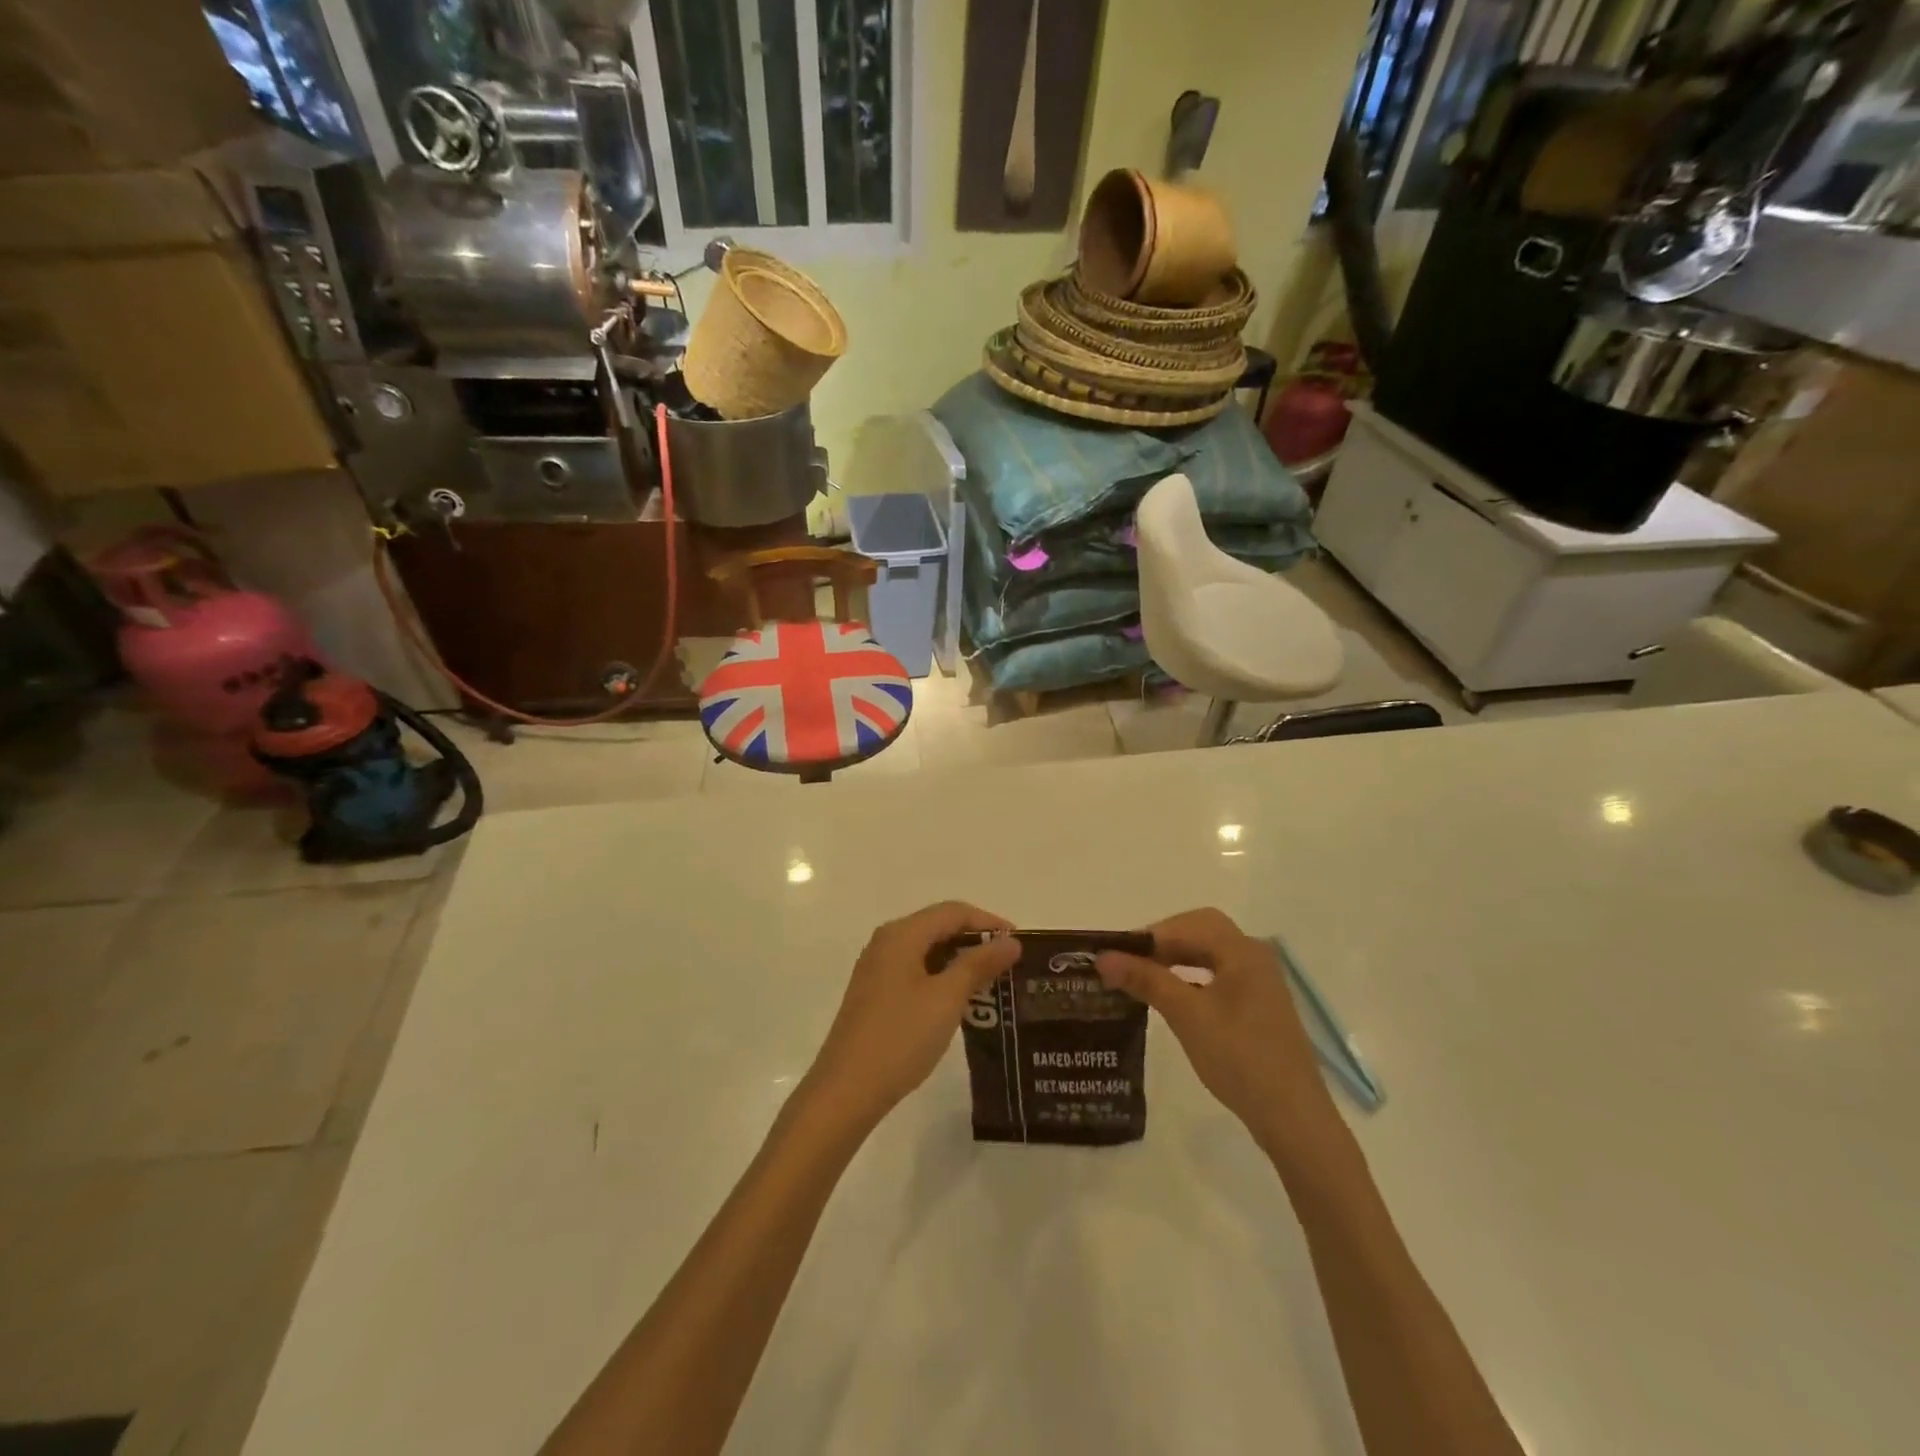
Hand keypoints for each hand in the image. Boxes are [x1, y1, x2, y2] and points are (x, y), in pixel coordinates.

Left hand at [804, 902, 1020, 1131]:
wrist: (846, 1091)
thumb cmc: (900, 1038)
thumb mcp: (947, 999)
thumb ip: (979, 964)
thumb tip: (1010, 941)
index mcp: (901, 934)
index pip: (953, 912)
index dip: (989, 922)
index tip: (1018, 944)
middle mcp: (886, 942)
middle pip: (938, 926)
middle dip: (975, 941)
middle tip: (1008, 965)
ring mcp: (877, 968)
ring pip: (927, 950)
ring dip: (959, 961)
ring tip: (992, 983)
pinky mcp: (875, 993)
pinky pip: (915, 970)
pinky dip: (941, 977)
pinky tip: (960, 1001)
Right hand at [1096, 909, 1341, 1155]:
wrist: (1292, 1117)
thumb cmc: (1239, 1057)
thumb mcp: (1186, 1015)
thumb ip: (1146, 979)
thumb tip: (1103, 957)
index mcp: (1242, 950)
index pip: (1187, 924)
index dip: (1149, 934)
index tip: (1116, 954)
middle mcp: (1255, 957)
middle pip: (1201, 932)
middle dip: (1163, 942)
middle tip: (1130, 962)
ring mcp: (1260, 982)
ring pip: (1210, 954)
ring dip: (1176, 959)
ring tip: (1144, 977)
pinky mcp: (1259, 1005)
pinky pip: (1219, 975)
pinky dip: (1192, 977)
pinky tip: (1173, 997)